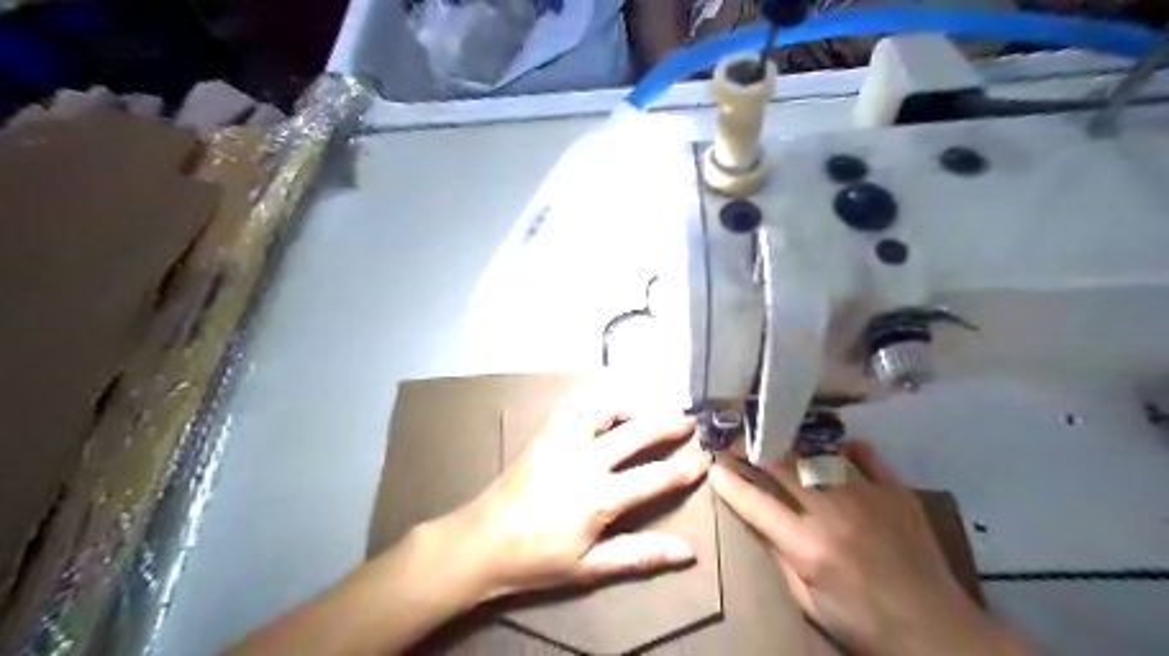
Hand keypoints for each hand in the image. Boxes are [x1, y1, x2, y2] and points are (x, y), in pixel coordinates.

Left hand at [434, 403, 706, 605]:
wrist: (483, 540)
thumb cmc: (538, 558)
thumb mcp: (590, 567)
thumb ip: (639, 554)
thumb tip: (686, 552)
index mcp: (600, 496)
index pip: (654, 477)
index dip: (685, 468)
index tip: (706, 456)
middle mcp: (586, 459)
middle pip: (637, 433)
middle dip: (667, 424)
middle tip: (689, 419)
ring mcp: (563, 441)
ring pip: (604, 410)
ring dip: (630, 407)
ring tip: (645, 410)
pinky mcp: (545, 433)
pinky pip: (572, 406)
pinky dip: (592, 404)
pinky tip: (599, 410)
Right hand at [709, 442, 1025, 654]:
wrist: (937, 630)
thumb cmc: (863, 622)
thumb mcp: (808, 602)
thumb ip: (781, 557)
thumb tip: (761, 521)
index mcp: (809, 546)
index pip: (757, 504)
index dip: (730, 483)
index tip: (714, 467)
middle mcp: (834, 512)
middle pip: (784, 468)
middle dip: (754, 451)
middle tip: (737, 441)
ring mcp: (868, 497)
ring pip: (819, 455)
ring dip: (793, 446)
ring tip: (778, 437)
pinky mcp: (896, 493)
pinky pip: (866, 457)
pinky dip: (847, 449)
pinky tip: (837, 447)